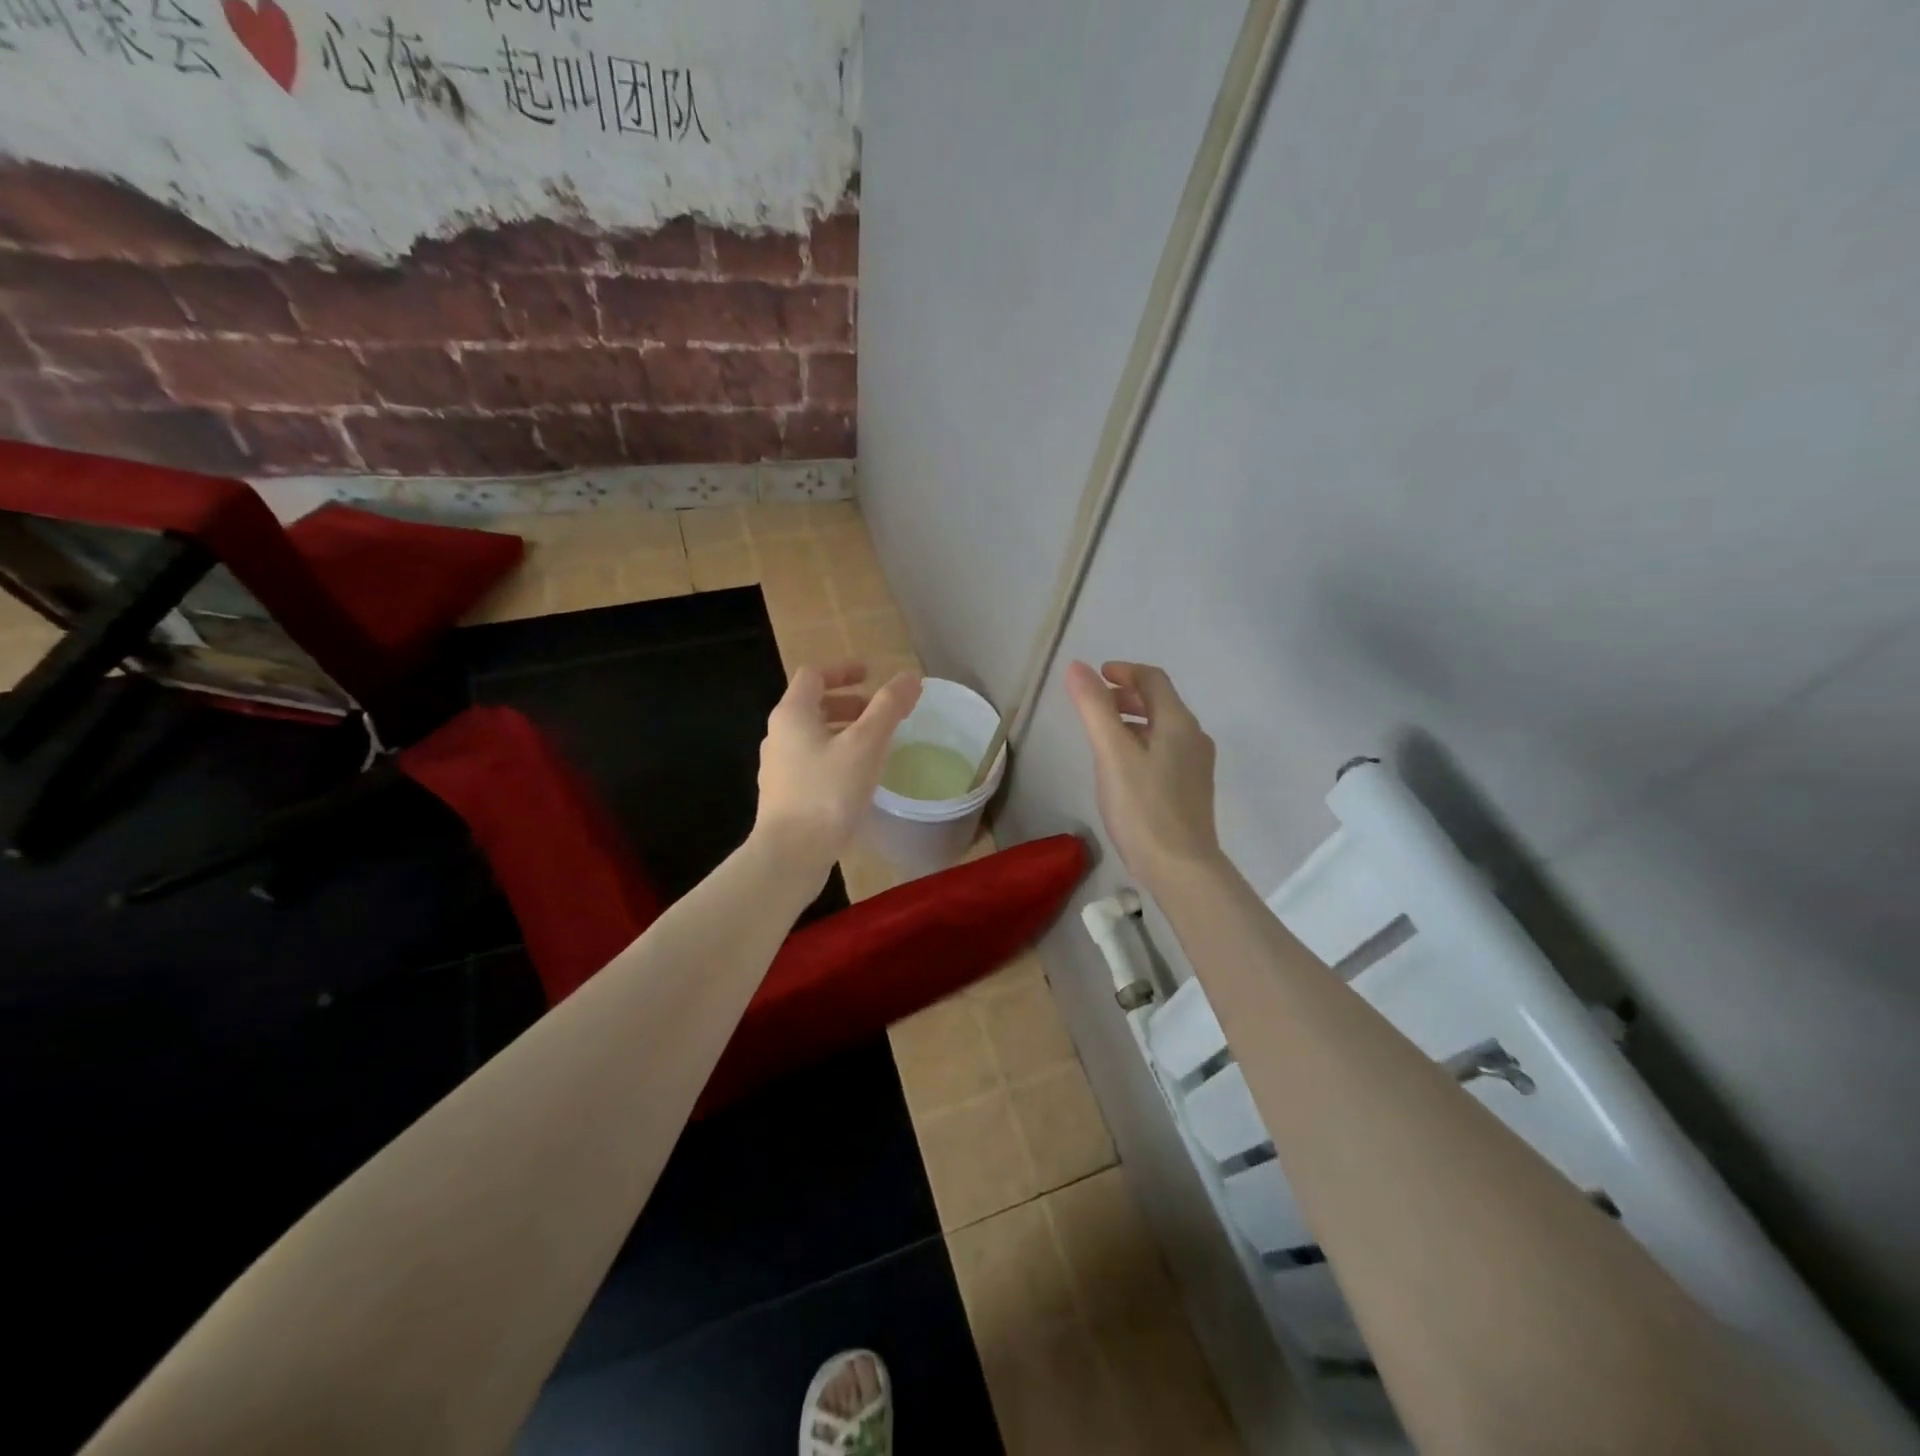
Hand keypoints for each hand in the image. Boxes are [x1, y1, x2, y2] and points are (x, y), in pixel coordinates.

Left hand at [754, 662, 922, 878]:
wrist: (790, 855)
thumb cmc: (827, 793)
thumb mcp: (865, 745)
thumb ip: (888, 708)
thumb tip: (910, 677)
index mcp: (792, 715)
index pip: (813, 676)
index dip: (843, 670)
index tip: (871, 675)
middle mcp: (778, 736)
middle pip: (812, 706)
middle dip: (847, 704)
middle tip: (879, 714)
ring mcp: (778, 768)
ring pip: (813, 737)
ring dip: (843, 732)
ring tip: (874, 746)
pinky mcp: (784, 796)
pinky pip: (812, 763)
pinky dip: (836, 757)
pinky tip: (858, 779)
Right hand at [1065, 660, 1222, 890]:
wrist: (1180, 868)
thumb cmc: (1143, 807)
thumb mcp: (1111, 754)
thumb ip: (1094, 708)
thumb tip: (1077, 666)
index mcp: (1178, 723)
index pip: (1153, 680)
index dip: (1124, 671)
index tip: (1096, 675)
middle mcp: (1194, 737)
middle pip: (1160, 702)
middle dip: (1127, 696)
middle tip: (1095, 704)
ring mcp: (1196, 765)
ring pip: (1163, 729)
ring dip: (1133, 720)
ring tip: (1103, 734)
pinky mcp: (1192, 789)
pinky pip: (1165, 751)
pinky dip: (1141, 743)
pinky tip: (1123, 767)